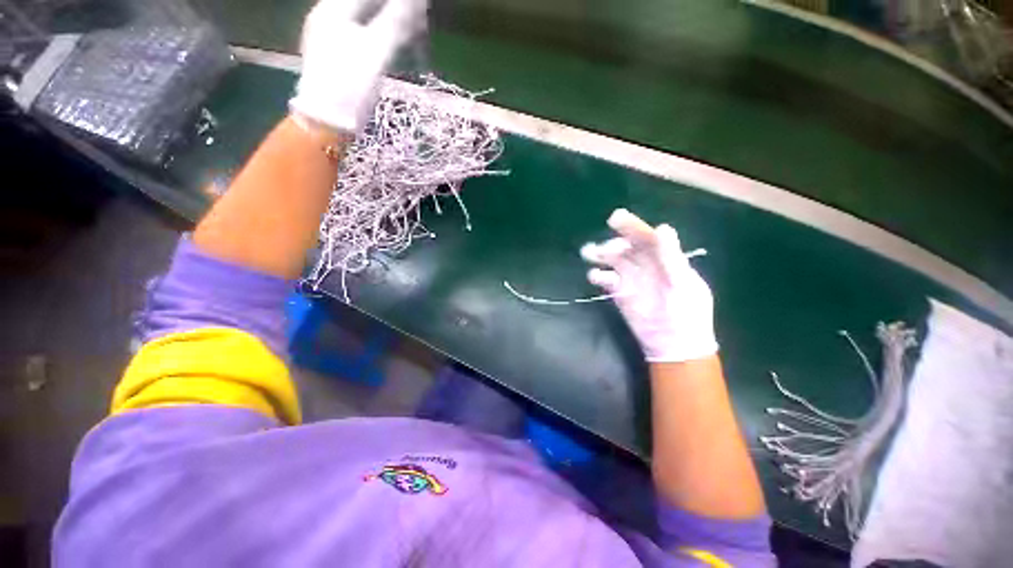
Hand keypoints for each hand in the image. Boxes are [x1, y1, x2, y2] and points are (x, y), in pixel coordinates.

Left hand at [290, 0, 426, 132]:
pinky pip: (360, 35)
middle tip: (416, 17)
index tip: (418, 6)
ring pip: (362, 19)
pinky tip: (390, 43)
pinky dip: (378, 34)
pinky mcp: (335, 57)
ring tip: (409, 27)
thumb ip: (396, 21)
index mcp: (333, 10)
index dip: (394, 0)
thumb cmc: (350, 85)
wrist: (327, 121)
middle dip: (391, 7)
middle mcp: (327, 17)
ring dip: (386, 20)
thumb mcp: (376, 52)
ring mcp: (329, 38)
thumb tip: (417, 0)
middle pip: (363, 4)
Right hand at [581, 209, 716, 361]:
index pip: (646, 236)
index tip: (615, 218)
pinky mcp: (618, 292)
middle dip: (612, 243)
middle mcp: (644, 264)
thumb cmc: (686, 312)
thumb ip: (672, 257)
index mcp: (663, 257)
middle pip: (625, 246)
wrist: (673, 343)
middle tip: (603, 248)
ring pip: (611, 260)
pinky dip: (598, 275)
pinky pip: (605, 279)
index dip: (631, 226)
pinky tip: (595, 276)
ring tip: (589, 253)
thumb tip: (662, 227)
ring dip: (599, 255)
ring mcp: (630, 278)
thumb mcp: (683, 283)